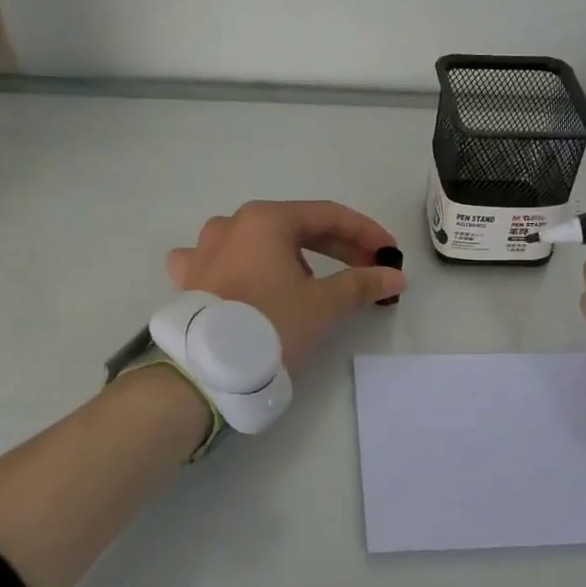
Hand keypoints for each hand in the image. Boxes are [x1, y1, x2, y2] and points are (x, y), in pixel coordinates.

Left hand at [166, 201, 405, 373]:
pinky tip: (247, 280)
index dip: (365, 232)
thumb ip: (361, 284)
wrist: (206, 371)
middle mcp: (232, 225)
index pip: (328, 216)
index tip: (389, 252)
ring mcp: (204, 250)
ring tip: (312, 280)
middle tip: (367, 268)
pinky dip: (244, 268)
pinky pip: (222, 262)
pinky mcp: (190, 279)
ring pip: (259, 243)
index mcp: (266, 220)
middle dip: (336, 247)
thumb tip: (395, 276)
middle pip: (295, 227)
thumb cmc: (270, 325)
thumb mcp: (323, 304)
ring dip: (292, 256)